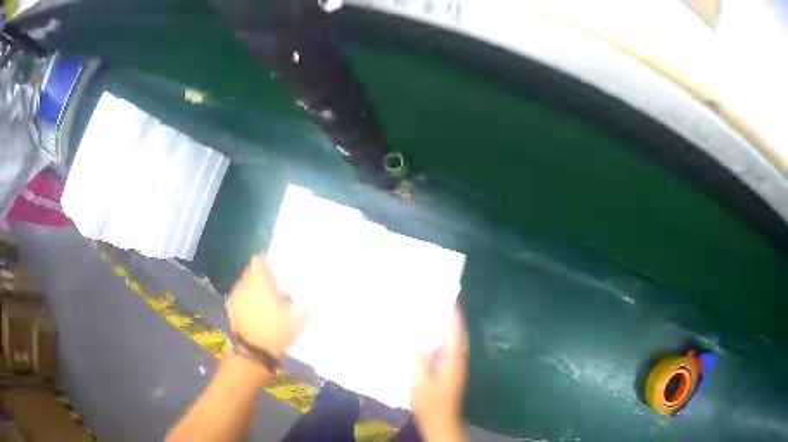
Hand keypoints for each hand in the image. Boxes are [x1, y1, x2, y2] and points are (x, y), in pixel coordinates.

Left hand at [226, 255, 309, 358]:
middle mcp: (245, 285)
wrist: (255, 353)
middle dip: (261, 278)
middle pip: (251, 272)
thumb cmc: (278, 333)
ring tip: (263, 304)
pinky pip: (239, 296)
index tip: (275, 273)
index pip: (258, 260)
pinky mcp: (231, 308)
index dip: (266, 264)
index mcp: (261, 283)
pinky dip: (245, 300)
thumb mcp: (299, 319)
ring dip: (252, 289)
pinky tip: (253, 313)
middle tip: (273, 291)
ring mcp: (236, 296)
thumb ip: (307, 300)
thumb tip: (313, 286)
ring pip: (244, 284)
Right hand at [411, 307, 468, 441]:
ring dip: (445, 328)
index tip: (450, 296)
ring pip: (452, 342)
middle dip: (451, 318)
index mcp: (453, 360)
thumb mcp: (420, 381)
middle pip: (457, 334)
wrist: (441, 422)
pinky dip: (440, 340)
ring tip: (432, 314)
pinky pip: (446, 350)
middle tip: (438, 301)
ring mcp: (454, 367)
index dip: (455, 314)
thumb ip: (416, 359)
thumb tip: (410, 337)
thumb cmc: (431, 403)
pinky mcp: (449, 373)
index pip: (456, 332)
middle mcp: (457, 360)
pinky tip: (427, 339)